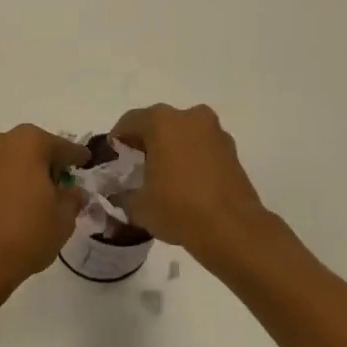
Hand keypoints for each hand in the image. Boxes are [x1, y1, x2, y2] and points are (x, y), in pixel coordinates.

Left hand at [0, 125, 88, 286]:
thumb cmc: (26, 233)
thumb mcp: (63, 219)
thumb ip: (72, 198)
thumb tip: (72, 191)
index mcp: (29, 142)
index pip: (62, 147)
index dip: (76, 157)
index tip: (85, 161)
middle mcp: (0, 141)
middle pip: (33, 148)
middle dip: (47, 163)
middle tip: (62, 185)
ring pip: (11, 159)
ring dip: (25, 172)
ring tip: (39, 198)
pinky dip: (7, 183)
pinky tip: (17, 204)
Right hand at [109, 103, 268, 262]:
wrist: (233, 229)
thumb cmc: (178, 208)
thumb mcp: (138, 206)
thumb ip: (124, 194)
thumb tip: (121, 194)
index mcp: (162, 121)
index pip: (130, 122)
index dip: (118, 139)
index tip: (113, 157)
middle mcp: (189, 117)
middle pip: (159, 124)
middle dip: (146, 142)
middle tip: (137, 165)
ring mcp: (215, 132)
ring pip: (184, 134)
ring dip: (172, 148)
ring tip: (163, 176)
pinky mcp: (232, 151)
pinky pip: (202, 147)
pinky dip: (192, 158)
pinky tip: (186, 183)